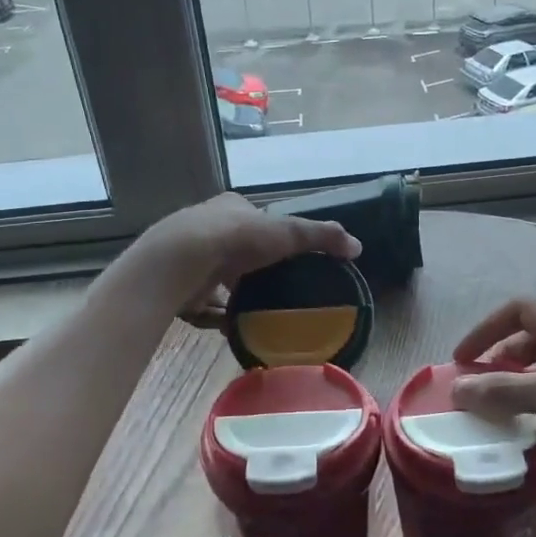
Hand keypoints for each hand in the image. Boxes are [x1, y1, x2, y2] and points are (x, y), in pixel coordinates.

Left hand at [138, 192, 360, 321]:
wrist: (180, 261)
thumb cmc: (236, 238)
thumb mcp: (287, 232)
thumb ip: (322, 237)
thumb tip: (357, 247)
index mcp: (230, 208)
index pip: (254, 219)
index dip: (270, 235)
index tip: (286, 256)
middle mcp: (206, 228)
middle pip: (235, 250)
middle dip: (251, 268)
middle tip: (275, 289)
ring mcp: (189, 258)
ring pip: (217, 278)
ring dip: (233, 295)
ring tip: (257, 313)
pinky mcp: (178, 286)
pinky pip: (202, 304)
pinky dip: (218, 315)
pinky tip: (234, 327)